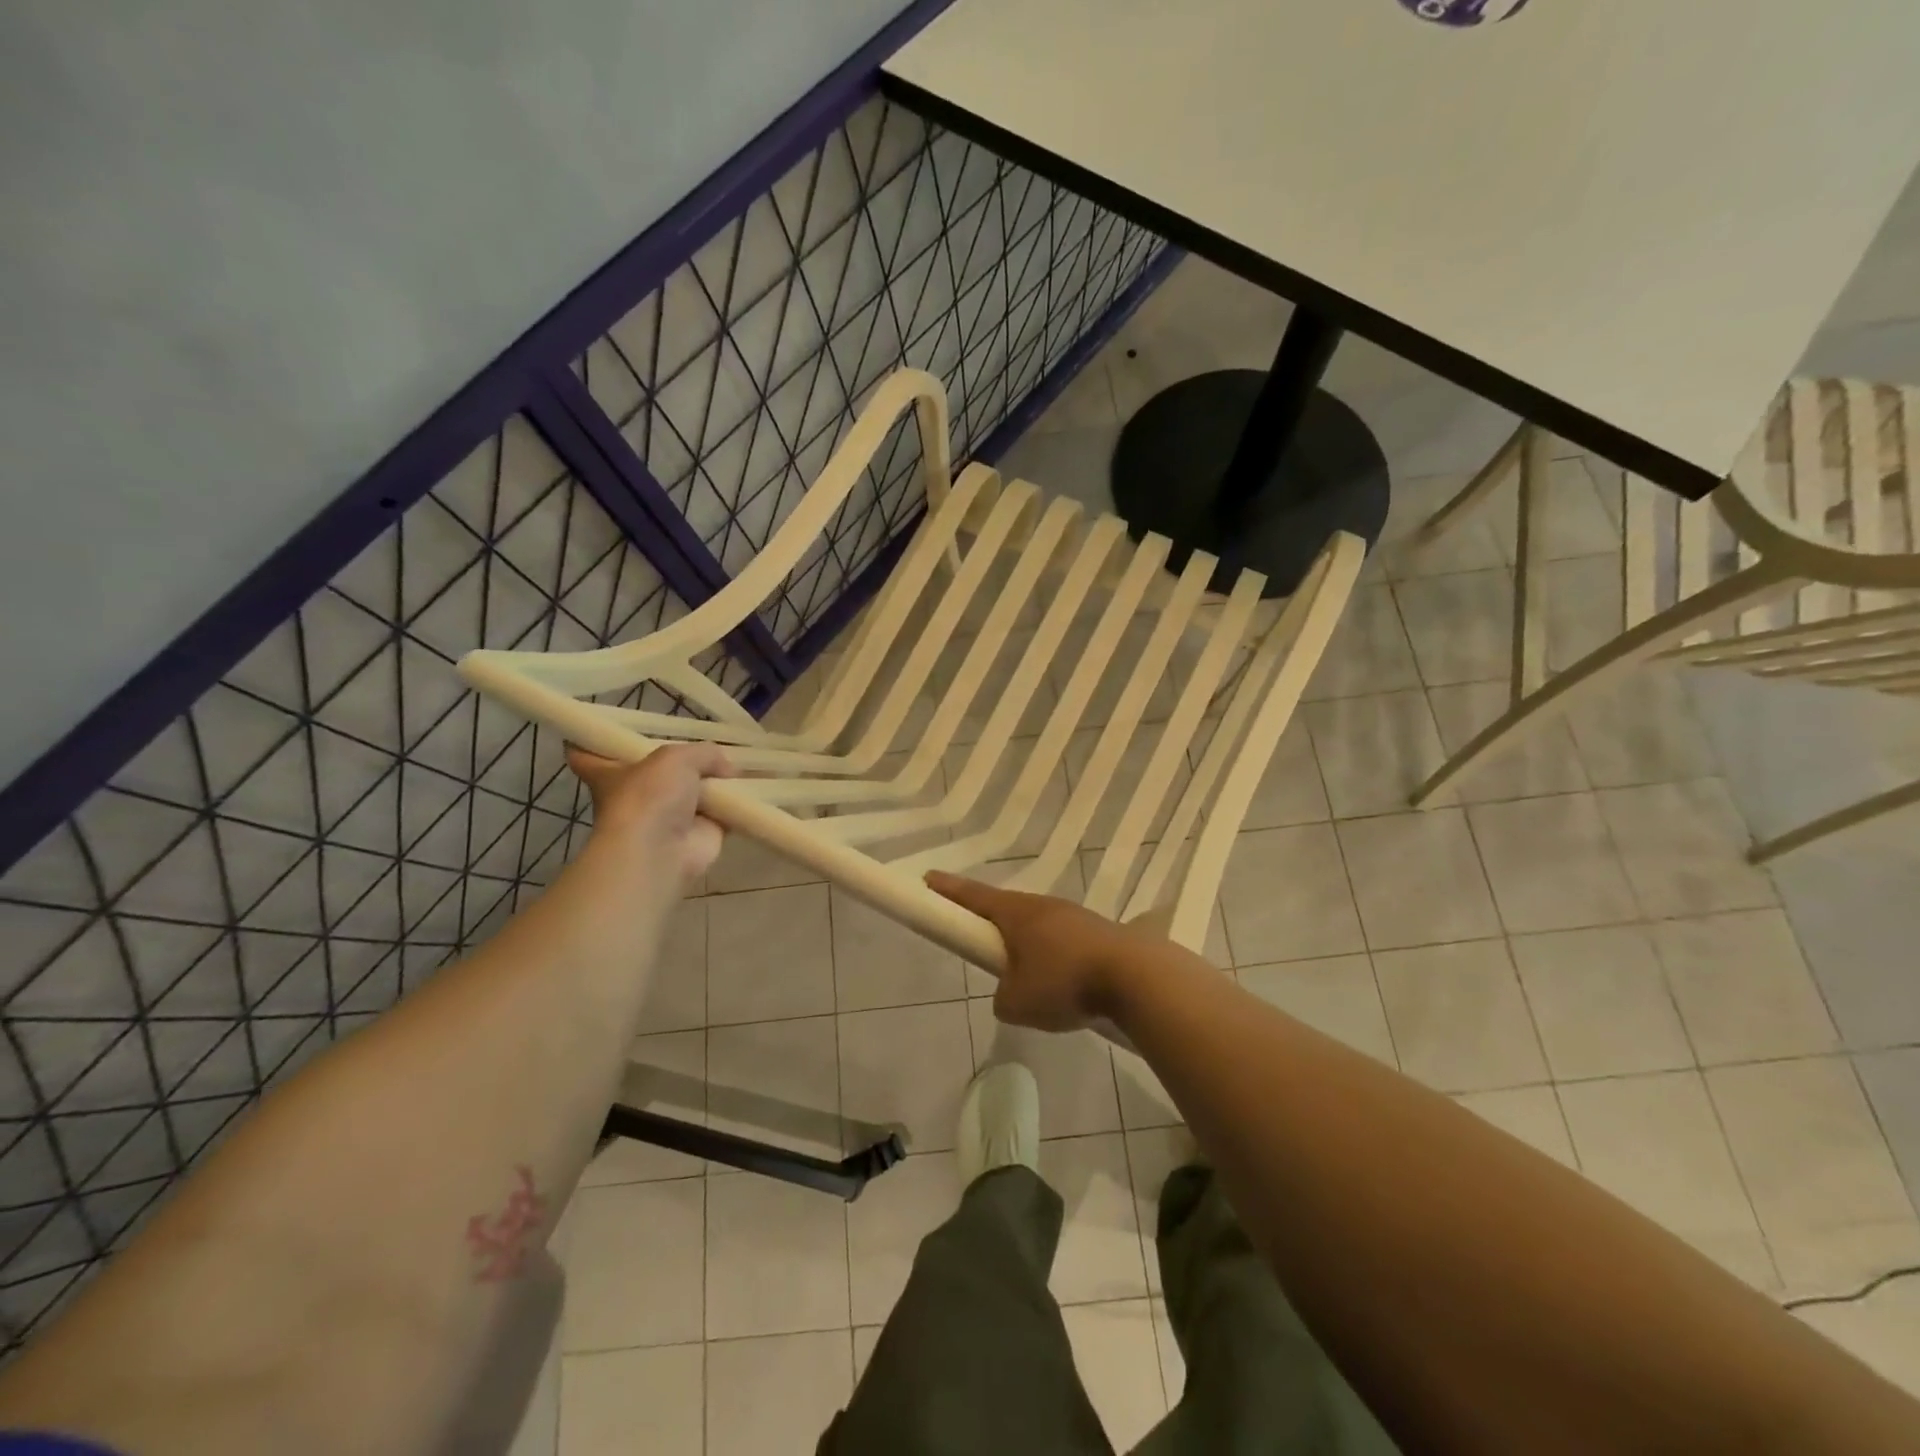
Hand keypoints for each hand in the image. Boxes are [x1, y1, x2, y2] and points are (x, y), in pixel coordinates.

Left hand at [568, 743, 733, 894]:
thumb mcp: (677, 757)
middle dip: (675, 762)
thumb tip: (727, 770)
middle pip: (652, 772)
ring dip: (713, 783)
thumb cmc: (650, 796)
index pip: (587, 754)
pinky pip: (721, 812)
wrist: (663, 850)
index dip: (595, 741)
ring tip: (740, 763)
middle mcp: (636, 794)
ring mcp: (666, 815)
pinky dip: (736, 804)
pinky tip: (755, 788)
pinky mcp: (697, 834)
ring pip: (690, 792)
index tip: (611, 730)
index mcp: (609, 773)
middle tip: (703, 743)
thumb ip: (704, 753)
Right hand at [926, 872, 1141, 1031]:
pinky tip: (1064, 981)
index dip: (949, 890)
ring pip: (1040, 926)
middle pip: (1008, 909)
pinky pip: (1065, 941)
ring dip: (1029, 943)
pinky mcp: (1100, 933)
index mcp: (1016, 914)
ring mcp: (1075, 916)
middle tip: (981, 937)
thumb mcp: (1017, 1003)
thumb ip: (1003, 997)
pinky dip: (1056, 957)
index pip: (974, 897)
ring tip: (1030, 976)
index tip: (929, 878)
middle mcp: (1044, 906)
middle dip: (992, 921)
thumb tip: (1012, 992)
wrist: (1136, 976)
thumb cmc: (1064, 982)